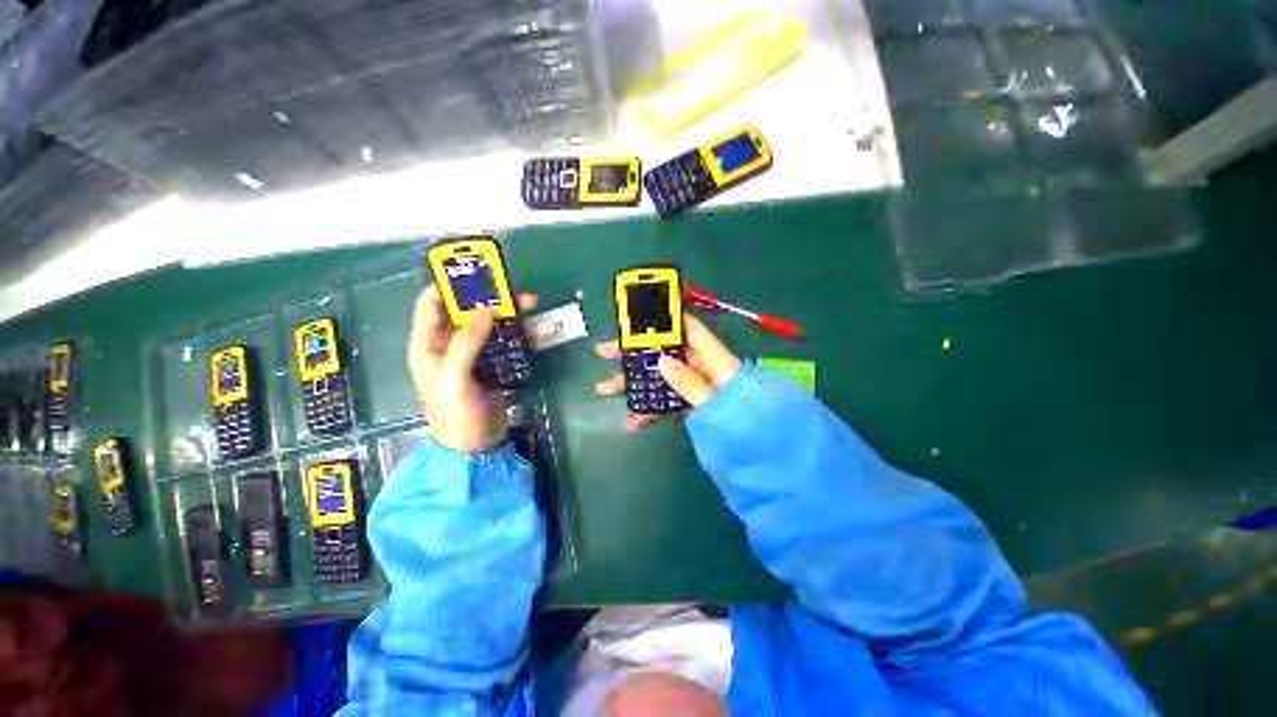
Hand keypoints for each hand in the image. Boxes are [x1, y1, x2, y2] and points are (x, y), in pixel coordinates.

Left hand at [407, 285, 537, 451]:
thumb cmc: (455, 414)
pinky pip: (502, 341)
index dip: (449, 284)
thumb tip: (486, 309)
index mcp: (428, 344)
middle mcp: (447, 345)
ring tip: (530, 306)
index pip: (431, 303)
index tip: (476, 272)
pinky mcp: (490, 365)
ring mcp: (471, 355)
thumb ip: (466, 341)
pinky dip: (515, 333)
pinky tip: (531, 331)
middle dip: (489, 297)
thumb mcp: (455, 377)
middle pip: (465, 310)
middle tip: (515, 291)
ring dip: (507, 313)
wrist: (474, 448)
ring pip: (488, 324)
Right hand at [594, 312, 741, 431]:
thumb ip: (689, 381)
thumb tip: (662, 361)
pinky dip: (650, 409)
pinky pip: (667, 400)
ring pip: (660, 377)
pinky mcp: (690, 402)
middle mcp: (701, 367)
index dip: (664, 317)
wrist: (760, 446)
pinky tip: (632, 421)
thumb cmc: (743, 418)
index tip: (638, 313)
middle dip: (633, 352)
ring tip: (604, 389)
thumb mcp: (714, 400)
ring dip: (633, 383)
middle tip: (604, 351)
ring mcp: (693, 385)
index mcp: (712, 358)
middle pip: (663, 351)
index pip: (687, 327)